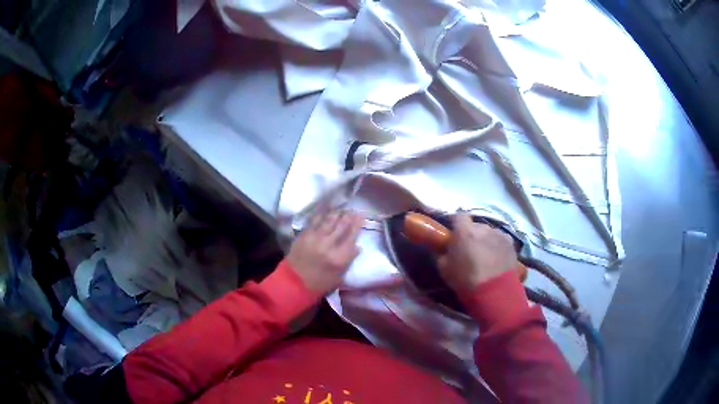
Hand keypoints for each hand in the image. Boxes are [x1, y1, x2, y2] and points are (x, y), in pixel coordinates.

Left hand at [287, 210, 363, 294]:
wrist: (294, 283)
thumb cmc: (319, 284)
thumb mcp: (339, 277)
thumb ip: (348, 260)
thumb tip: (356, 247)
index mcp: (339, 258)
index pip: (352, 237)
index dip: (358, 225)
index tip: (362, 215)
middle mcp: (328, 245)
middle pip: (341, 226)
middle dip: (349, 216)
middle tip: (354, 209)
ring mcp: (315, 238)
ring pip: (329, 221)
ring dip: (337, 213)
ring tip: (342, 208)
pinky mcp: (304, 235)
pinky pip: (315, 221)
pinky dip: (322, 214)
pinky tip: (326, 209)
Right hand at [438, 214, 519, 291]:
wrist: (494, 292)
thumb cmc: (465, 280)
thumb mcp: (444, 269)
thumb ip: (444, 254)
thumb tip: (446, 250)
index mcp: (465, 231)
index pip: (459, 216)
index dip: (457, 224)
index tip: (455, 235)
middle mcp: (483, 227)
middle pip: (476, 226)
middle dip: (473, 235)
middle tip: (470, 250)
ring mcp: (500, 234)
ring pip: (490, 233)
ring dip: (486, 241)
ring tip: (486, 256)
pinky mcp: (511, 244)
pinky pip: (501, 241)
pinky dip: (498, 247)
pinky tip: (497, 259)